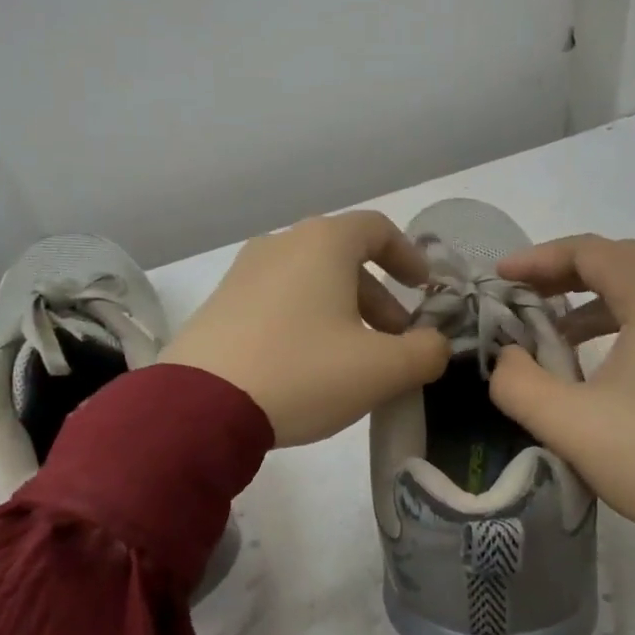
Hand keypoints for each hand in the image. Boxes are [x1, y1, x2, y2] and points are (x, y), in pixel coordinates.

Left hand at [162, 211, 450, 446]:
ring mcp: (244, 273)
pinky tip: (308, 365)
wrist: (200, 405)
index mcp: (323, 243)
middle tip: (395, 339)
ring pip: (310, 282)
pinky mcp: (220, 305)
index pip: (377, 229)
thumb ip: (425, 352)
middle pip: (344, 259)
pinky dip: (306, 321)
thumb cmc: (303, 372)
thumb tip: (434, 345)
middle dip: (378, 298)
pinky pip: (278, 301)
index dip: (409, 256)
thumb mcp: (381, 369)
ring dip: (343, 312)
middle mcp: (281, 245)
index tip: (424, 289)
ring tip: (354, 359)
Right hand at [488, 235, 634, 532]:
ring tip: (551, 326)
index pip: (591, 252)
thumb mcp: (566, 422)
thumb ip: (517, 382)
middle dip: (564, 271)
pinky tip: (592, 357)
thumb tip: (508, 357)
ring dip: (591, 297)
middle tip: (523, 291)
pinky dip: (618, 319)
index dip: (538, 258)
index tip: (500, 277)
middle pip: (620, 261)